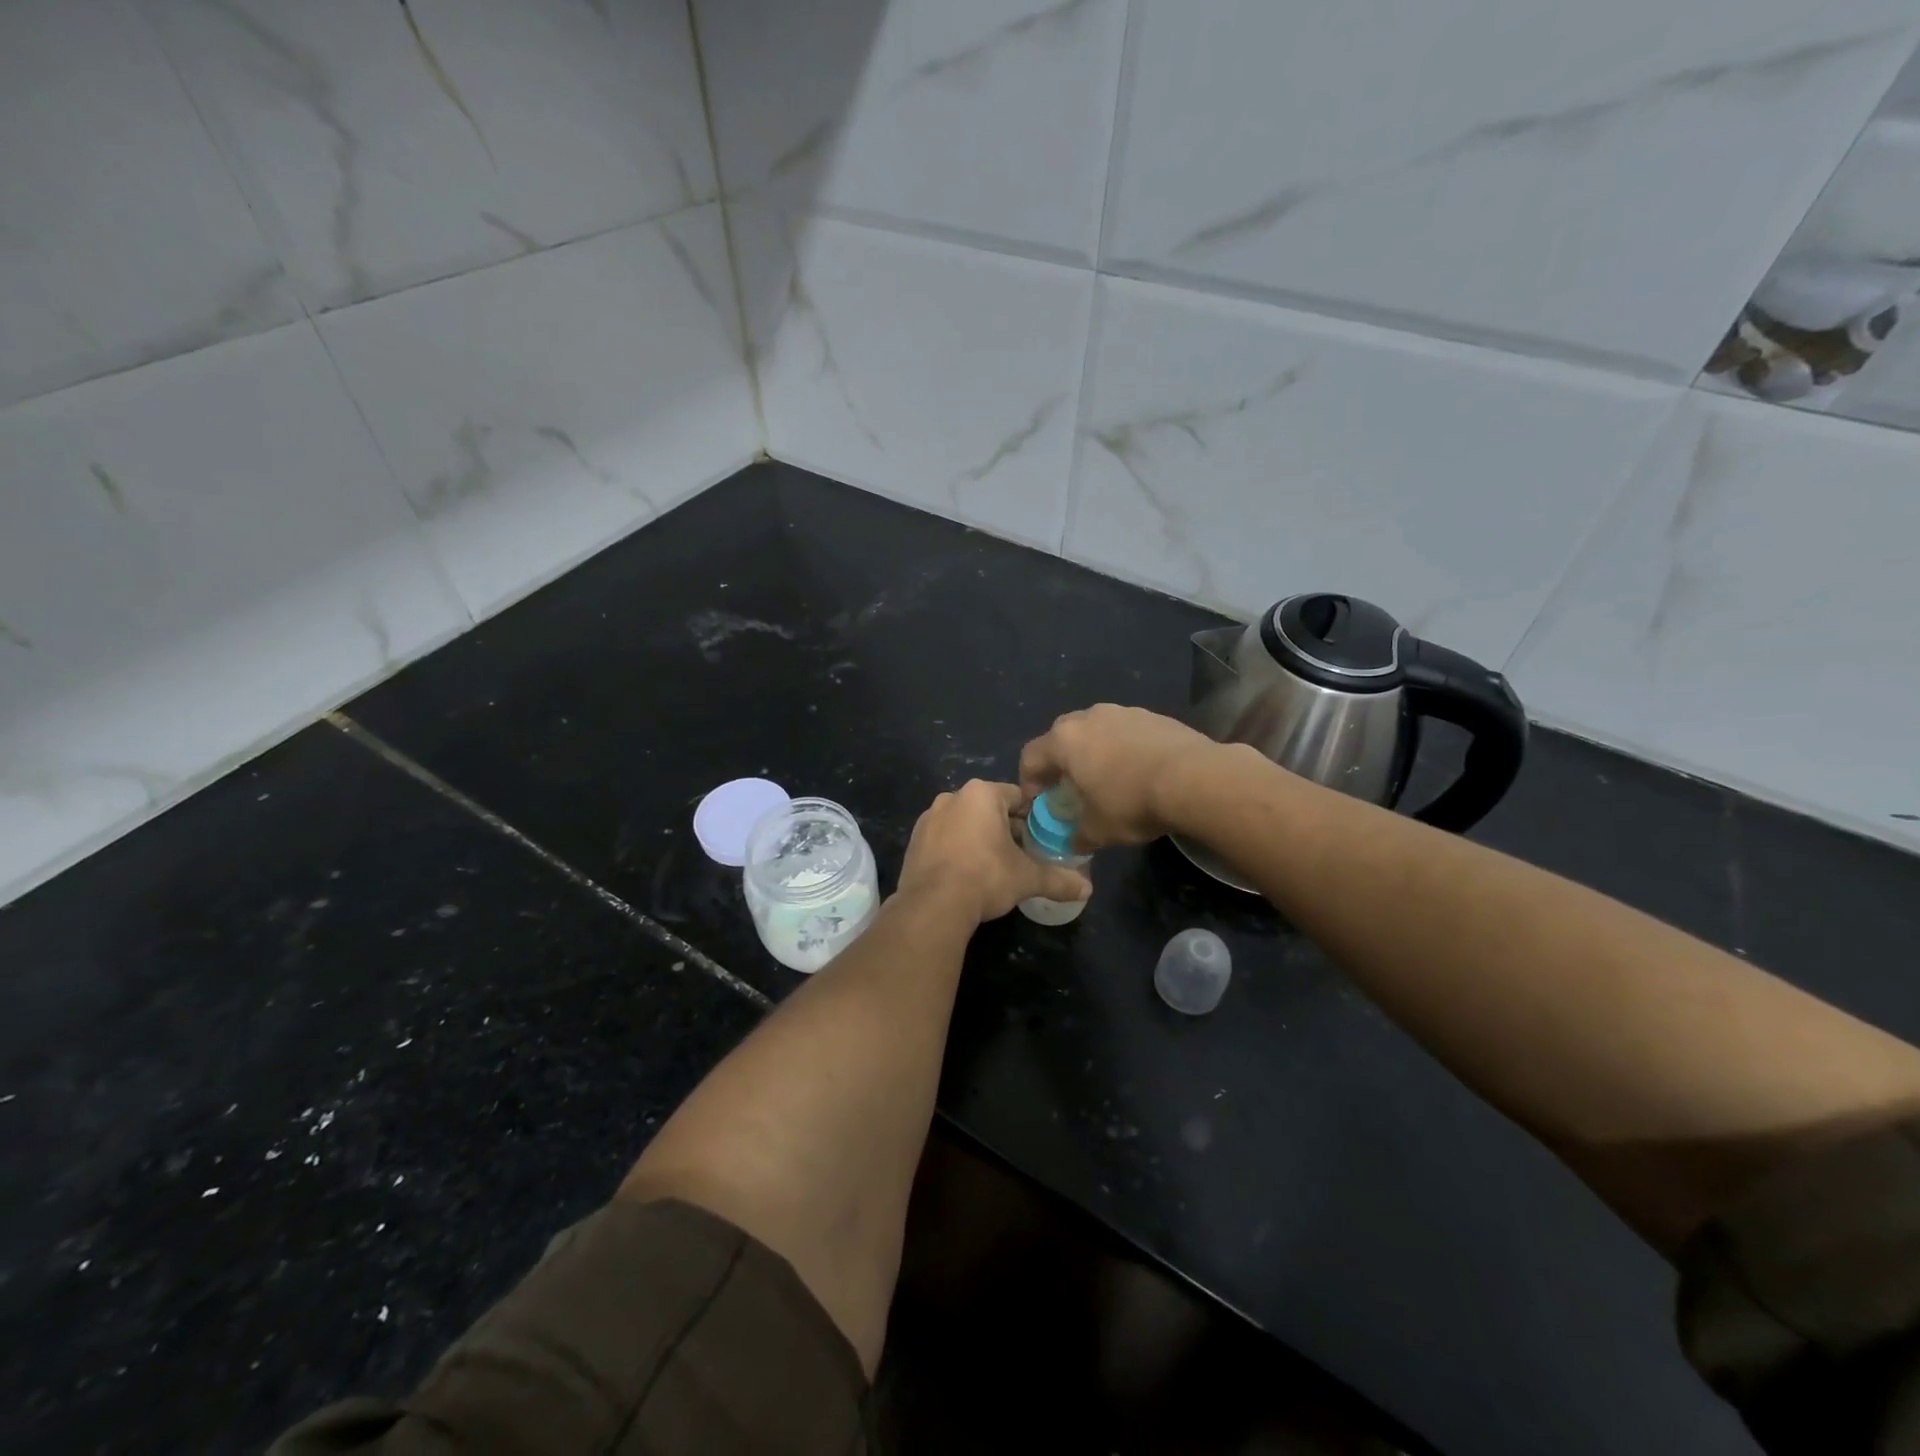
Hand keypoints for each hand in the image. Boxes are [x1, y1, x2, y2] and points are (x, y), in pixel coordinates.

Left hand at [895, 780, 1090, 925]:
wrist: (932, 905)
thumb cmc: (985, 877)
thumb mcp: (1027, 878)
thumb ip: (1058, 880)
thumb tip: (1088, 889)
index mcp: (982, 793)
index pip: (1017, 796)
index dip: (1033, 816)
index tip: (1042, 838)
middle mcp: (953, 796)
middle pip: (989, 808)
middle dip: (1006, 828)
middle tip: (1022, 855)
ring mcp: (929, 817)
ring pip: (965, 822)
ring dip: (979, 838)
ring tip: (994, 867)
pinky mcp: (914, 840)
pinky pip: (944, 838)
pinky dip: (957, 849)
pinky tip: (966, 874)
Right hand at [1019, 704, 1223, 848]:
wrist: (1194, 779)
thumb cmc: (1132, 802)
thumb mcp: (1098, 831)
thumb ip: (1077, 836)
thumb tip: (1073, 843)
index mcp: (1064, 741)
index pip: (1030, 756)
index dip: (1029, 781)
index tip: (1038, 802)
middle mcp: (1088, 718)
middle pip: (1061, 737)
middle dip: (1060, 762)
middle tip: (1070, 787)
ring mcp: (1122, 712)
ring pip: (1096, 730)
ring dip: (1094, 752)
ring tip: (1108, 778)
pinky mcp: (1152, 715)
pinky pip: (1126, 732)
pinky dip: (1124, 748)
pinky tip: (1139, 772)